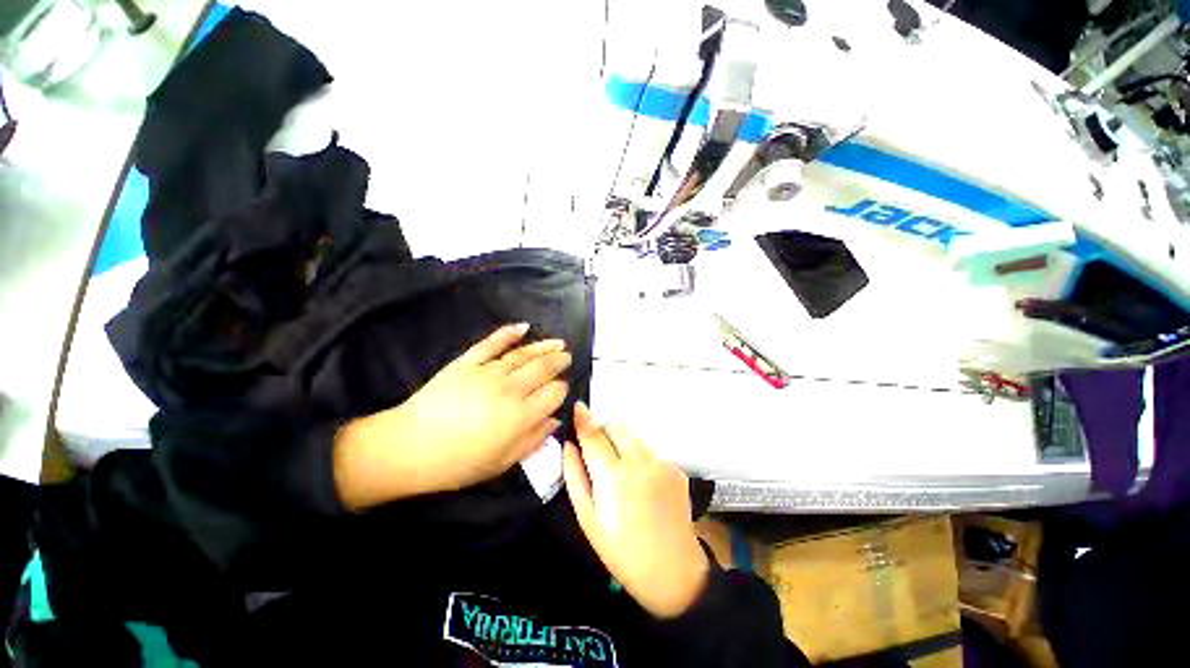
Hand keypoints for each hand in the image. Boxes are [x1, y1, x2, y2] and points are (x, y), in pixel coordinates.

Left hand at [334, 323, 570, 509]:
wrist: (410, 448)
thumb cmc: (458, 463)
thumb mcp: (502, 462)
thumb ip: (533, 441)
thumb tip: (555, 421)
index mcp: (521, 416)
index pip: (554, 393)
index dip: (561, 389)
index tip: (560, 390)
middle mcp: (510, 389)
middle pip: (543, 368)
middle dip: (559, 361)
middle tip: (567, 356)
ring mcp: (488, 372)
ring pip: (524, 354)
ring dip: (543, 346)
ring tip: (557, 342)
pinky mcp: (467, 362)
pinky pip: (491, 343)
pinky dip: (508, 333)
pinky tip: (523, 327)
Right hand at [563, 402, 709, 618]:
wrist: (673, 572)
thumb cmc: (621, 551)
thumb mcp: (588, 519)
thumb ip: (575, 477)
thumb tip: (569, 446)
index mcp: (613, 476)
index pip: (593, 435)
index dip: (583, 418)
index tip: (578, 406)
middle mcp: (639, 461)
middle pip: (616, 427)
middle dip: (603, 431)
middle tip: (598, 451)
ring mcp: (661, 463)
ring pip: (634, 438)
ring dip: (622, 445)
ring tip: (621, 473)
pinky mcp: (676, 468)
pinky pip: (651, 453)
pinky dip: (641, 459)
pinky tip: (642, 484)